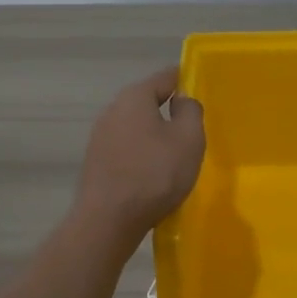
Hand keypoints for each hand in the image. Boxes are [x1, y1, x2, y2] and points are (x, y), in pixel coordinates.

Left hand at [73, 67, 205, 244]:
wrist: (109, 220)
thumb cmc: (154, 174)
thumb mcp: (188, 139)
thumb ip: (190, 111)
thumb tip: (181, 100)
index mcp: (134, 97)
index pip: (164, 78)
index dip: (185, 80)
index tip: (200, 89)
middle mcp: (112, 110)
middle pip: (146, 102)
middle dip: (168, 110)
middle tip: (192, 127)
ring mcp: (100, 137)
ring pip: (135, 127)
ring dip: (154, 135)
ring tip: (175, 154)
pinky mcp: (96, 162)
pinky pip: (126, 149)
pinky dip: (141, 155)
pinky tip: (153, 174)